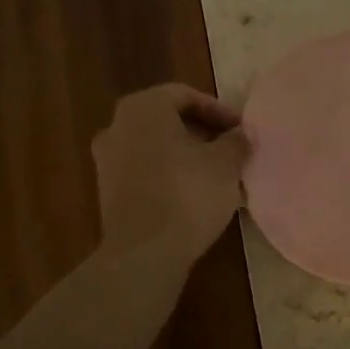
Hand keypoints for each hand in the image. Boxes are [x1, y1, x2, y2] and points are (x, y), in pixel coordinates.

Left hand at [93, 85, 250, 263]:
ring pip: (157, 148)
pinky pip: (146, 173)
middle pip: (168, 121)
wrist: (144, 253)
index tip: (241, 130)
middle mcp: (117, 126)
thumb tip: (240, 134)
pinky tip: (196, 196)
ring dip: (187, 157)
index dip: (218, 110)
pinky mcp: (109, 192)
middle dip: (203, 133)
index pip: (185, 95)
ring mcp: (108, 160)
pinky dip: (171, 176)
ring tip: (219, 176)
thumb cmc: (187, 194)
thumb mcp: (226, 164)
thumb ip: (236, 141)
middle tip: (232, 150)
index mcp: (143, 108)